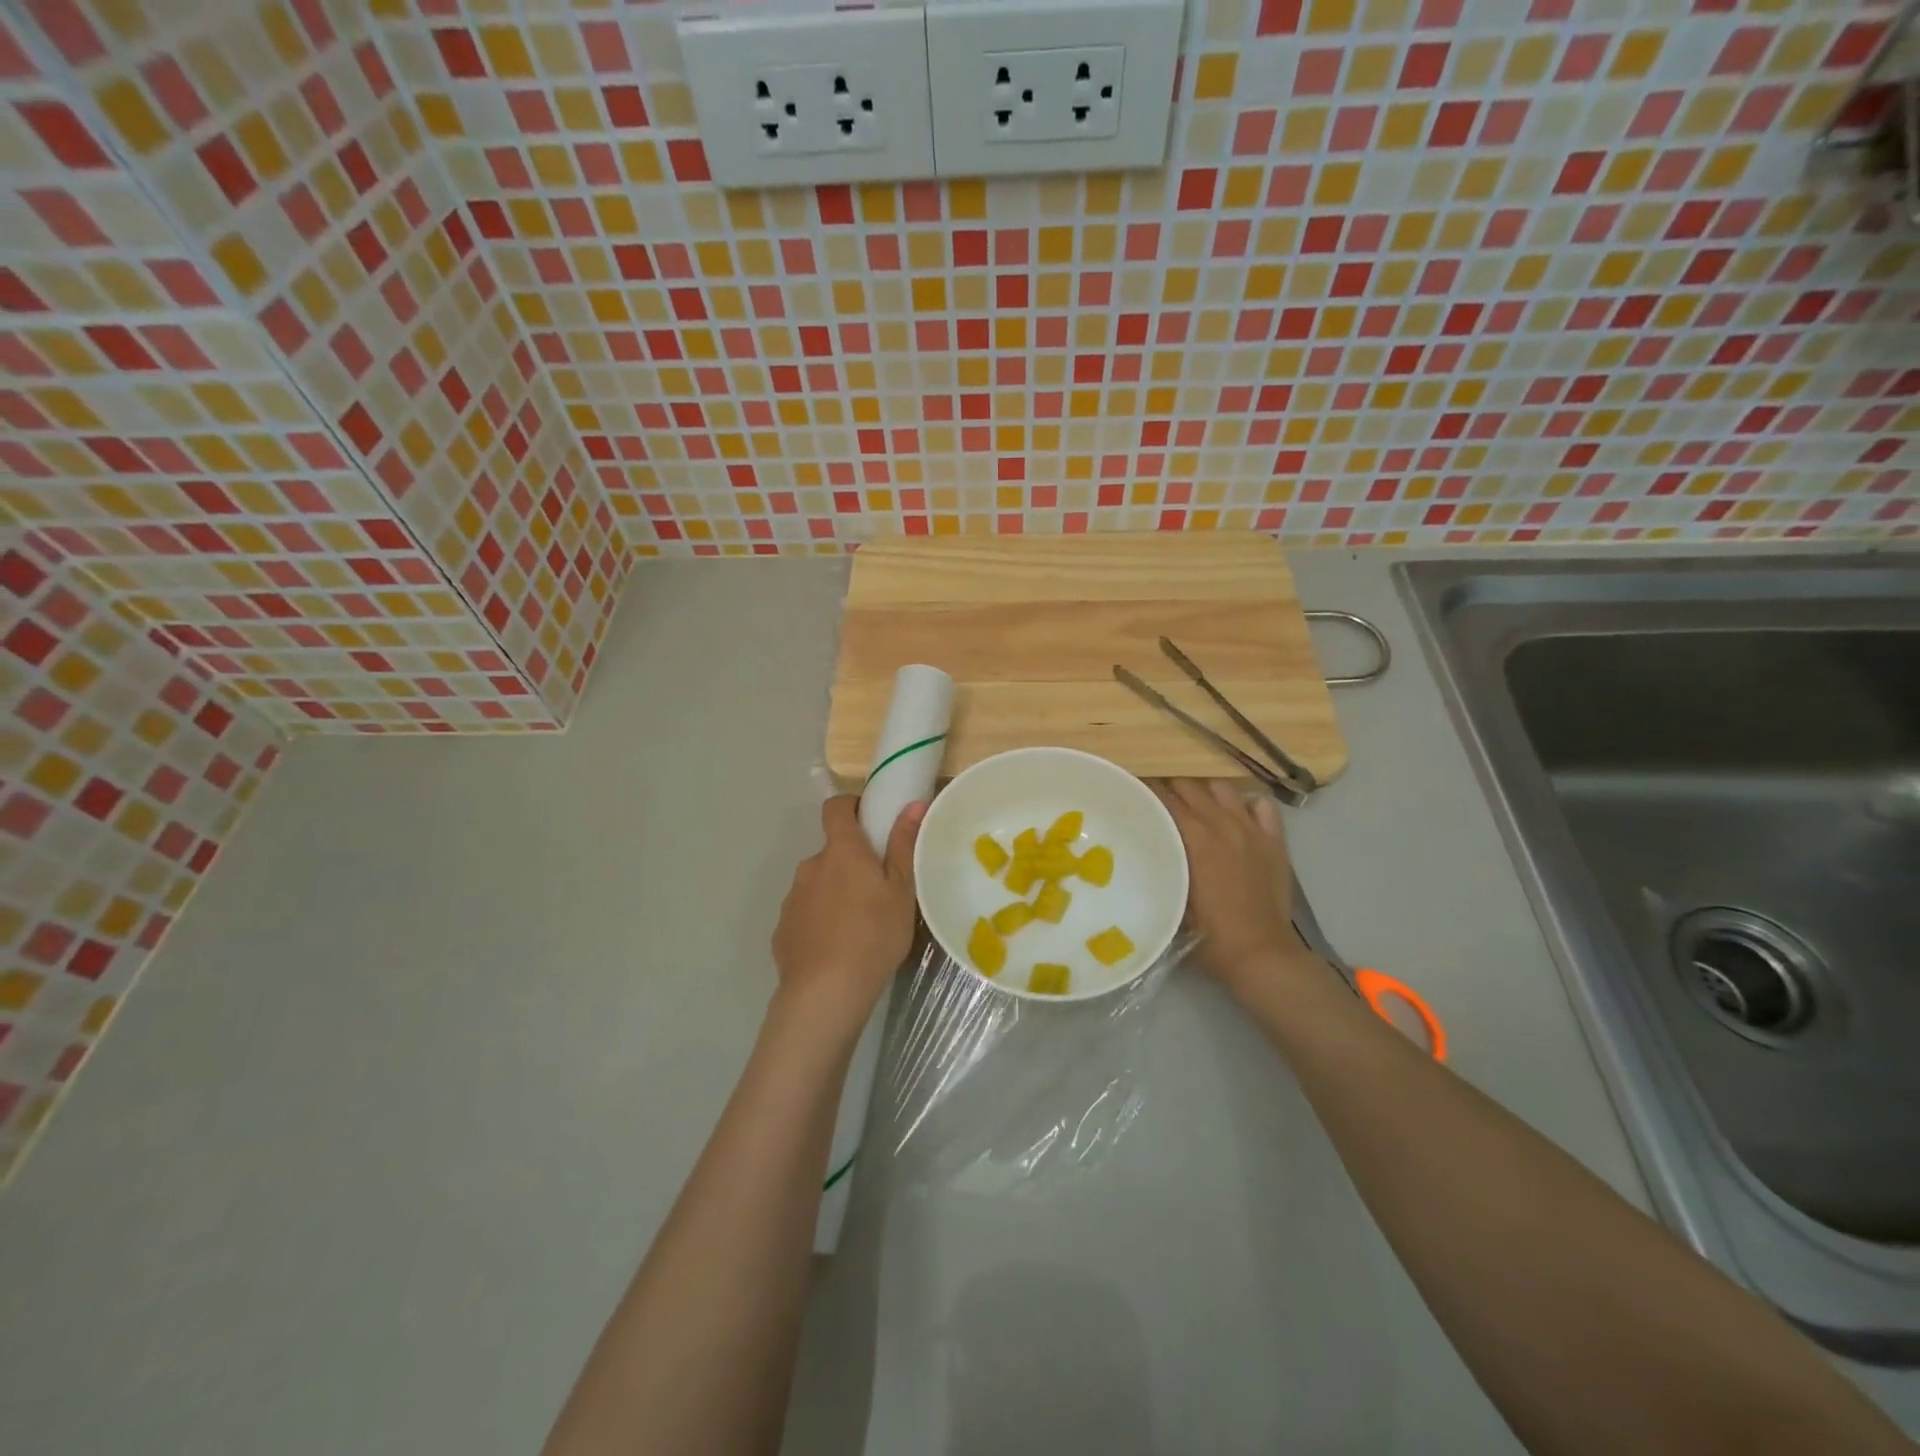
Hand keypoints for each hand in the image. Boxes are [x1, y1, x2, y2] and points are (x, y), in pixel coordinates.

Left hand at [770, 795, 922, 1035]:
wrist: (825, 993)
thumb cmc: (874, 935)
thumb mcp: (901, 891)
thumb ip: (903, 845)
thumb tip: (912, 803)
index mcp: (841, 851)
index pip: (835, 808)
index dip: (851, 806)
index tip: (870, 820)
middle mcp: (811, 866)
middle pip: (831, 852)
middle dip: (850, 863)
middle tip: (877, 890)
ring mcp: (792, 898)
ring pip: (818, 884)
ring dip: (834, 893)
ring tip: (857, 926)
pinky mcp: (782, 929)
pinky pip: (805, 914)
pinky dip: (819, 921)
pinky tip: (835, 948)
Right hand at [1154, 779, 1315, 1001]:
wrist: (1260, 954)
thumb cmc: (1208, 935)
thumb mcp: (1171, 899)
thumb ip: (1160, 866)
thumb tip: (1144, 847)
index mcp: (1194, 838)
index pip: (1164, 798)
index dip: (1147, 793)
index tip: (1136, 797)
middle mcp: (1222, 823)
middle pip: (1191, 787)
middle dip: (1172, 790)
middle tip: (1161, 805)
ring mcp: (1252, 829)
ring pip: (1223, 789)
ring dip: (1206, 793)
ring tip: (1198, 807)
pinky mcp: (1275, 841)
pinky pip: (1261, 805)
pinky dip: (1246, 805)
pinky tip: (1238, 817)